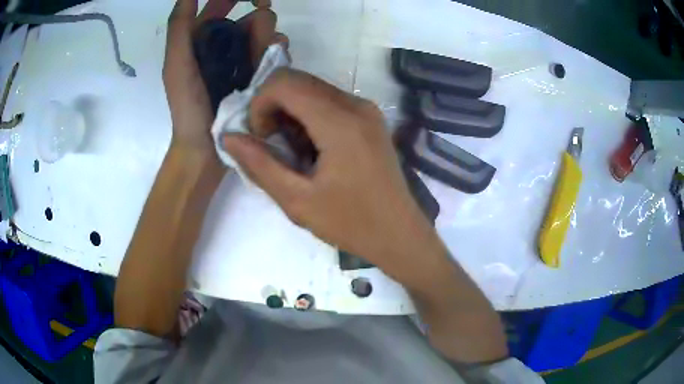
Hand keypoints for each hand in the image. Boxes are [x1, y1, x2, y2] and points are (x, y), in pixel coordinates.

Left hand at [163, 0, 285, 151]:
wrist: (206, 149)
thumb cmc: (188, 106)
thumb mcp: (176, 64)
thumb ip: (179, 26)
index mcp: (203, 38)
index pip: (223, 4)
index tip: (256, 1)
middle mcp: (226, 44)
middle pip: (253, 17)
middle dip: (259, 25)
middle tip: (254, 44)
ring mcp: (245, 59)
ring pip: (269, 33)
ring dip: (269, 41)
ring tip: (260, 63)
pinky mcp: (260, 75)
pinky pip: (277, 53)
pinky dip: (277, 54)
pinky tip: (271, 67)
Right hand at [223, 69, 442, 275]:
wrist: (399, 234)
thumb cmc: (351, 224)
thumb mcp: (297, 201)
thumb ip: (259, 165)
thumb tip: (228, 137)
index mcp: (339, 121)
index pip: (284, 83)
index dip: (260, 104)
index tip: (260, 138)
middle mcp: (356, 104)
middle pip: (298, 81)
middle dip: (273, 106)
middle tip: (272, 145)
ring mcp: (367, 109)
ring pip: (312, 89)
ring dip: (290, 112)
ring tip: (293, 152)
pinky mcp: (370, 118)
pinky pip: (329, 101)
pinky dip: (309, 116)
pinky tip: (312, 150)